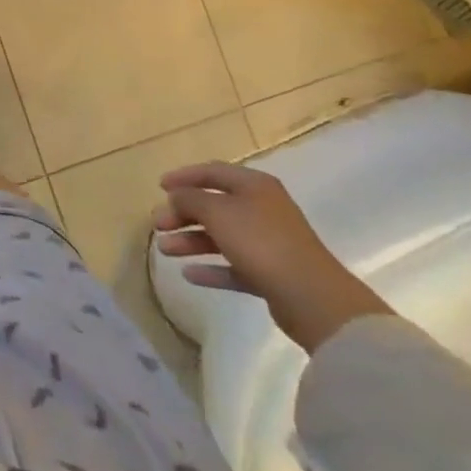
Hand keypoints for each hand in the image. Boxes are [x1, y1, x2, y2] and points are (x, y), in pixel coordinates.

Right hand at [152, 161, 391, 352]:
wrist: (313, 298)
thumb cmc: (261, 242)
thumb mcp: (217, 212)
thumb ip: (190, 199)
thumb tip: (176, 196)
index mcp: (254, 186)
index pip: (212, 172)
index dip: (184, 176)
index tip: (159, 186)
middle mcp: (262, 209)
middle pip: (214, 205)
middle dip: (182, 213)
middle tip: (157, 224)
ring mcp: (268, 242)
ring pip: (221, 236)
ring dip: (191, 241)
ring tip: (164, 251)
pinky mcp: (271, 274)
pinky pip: (234, 265)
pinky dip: (211, 268)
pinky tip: (189, 275)